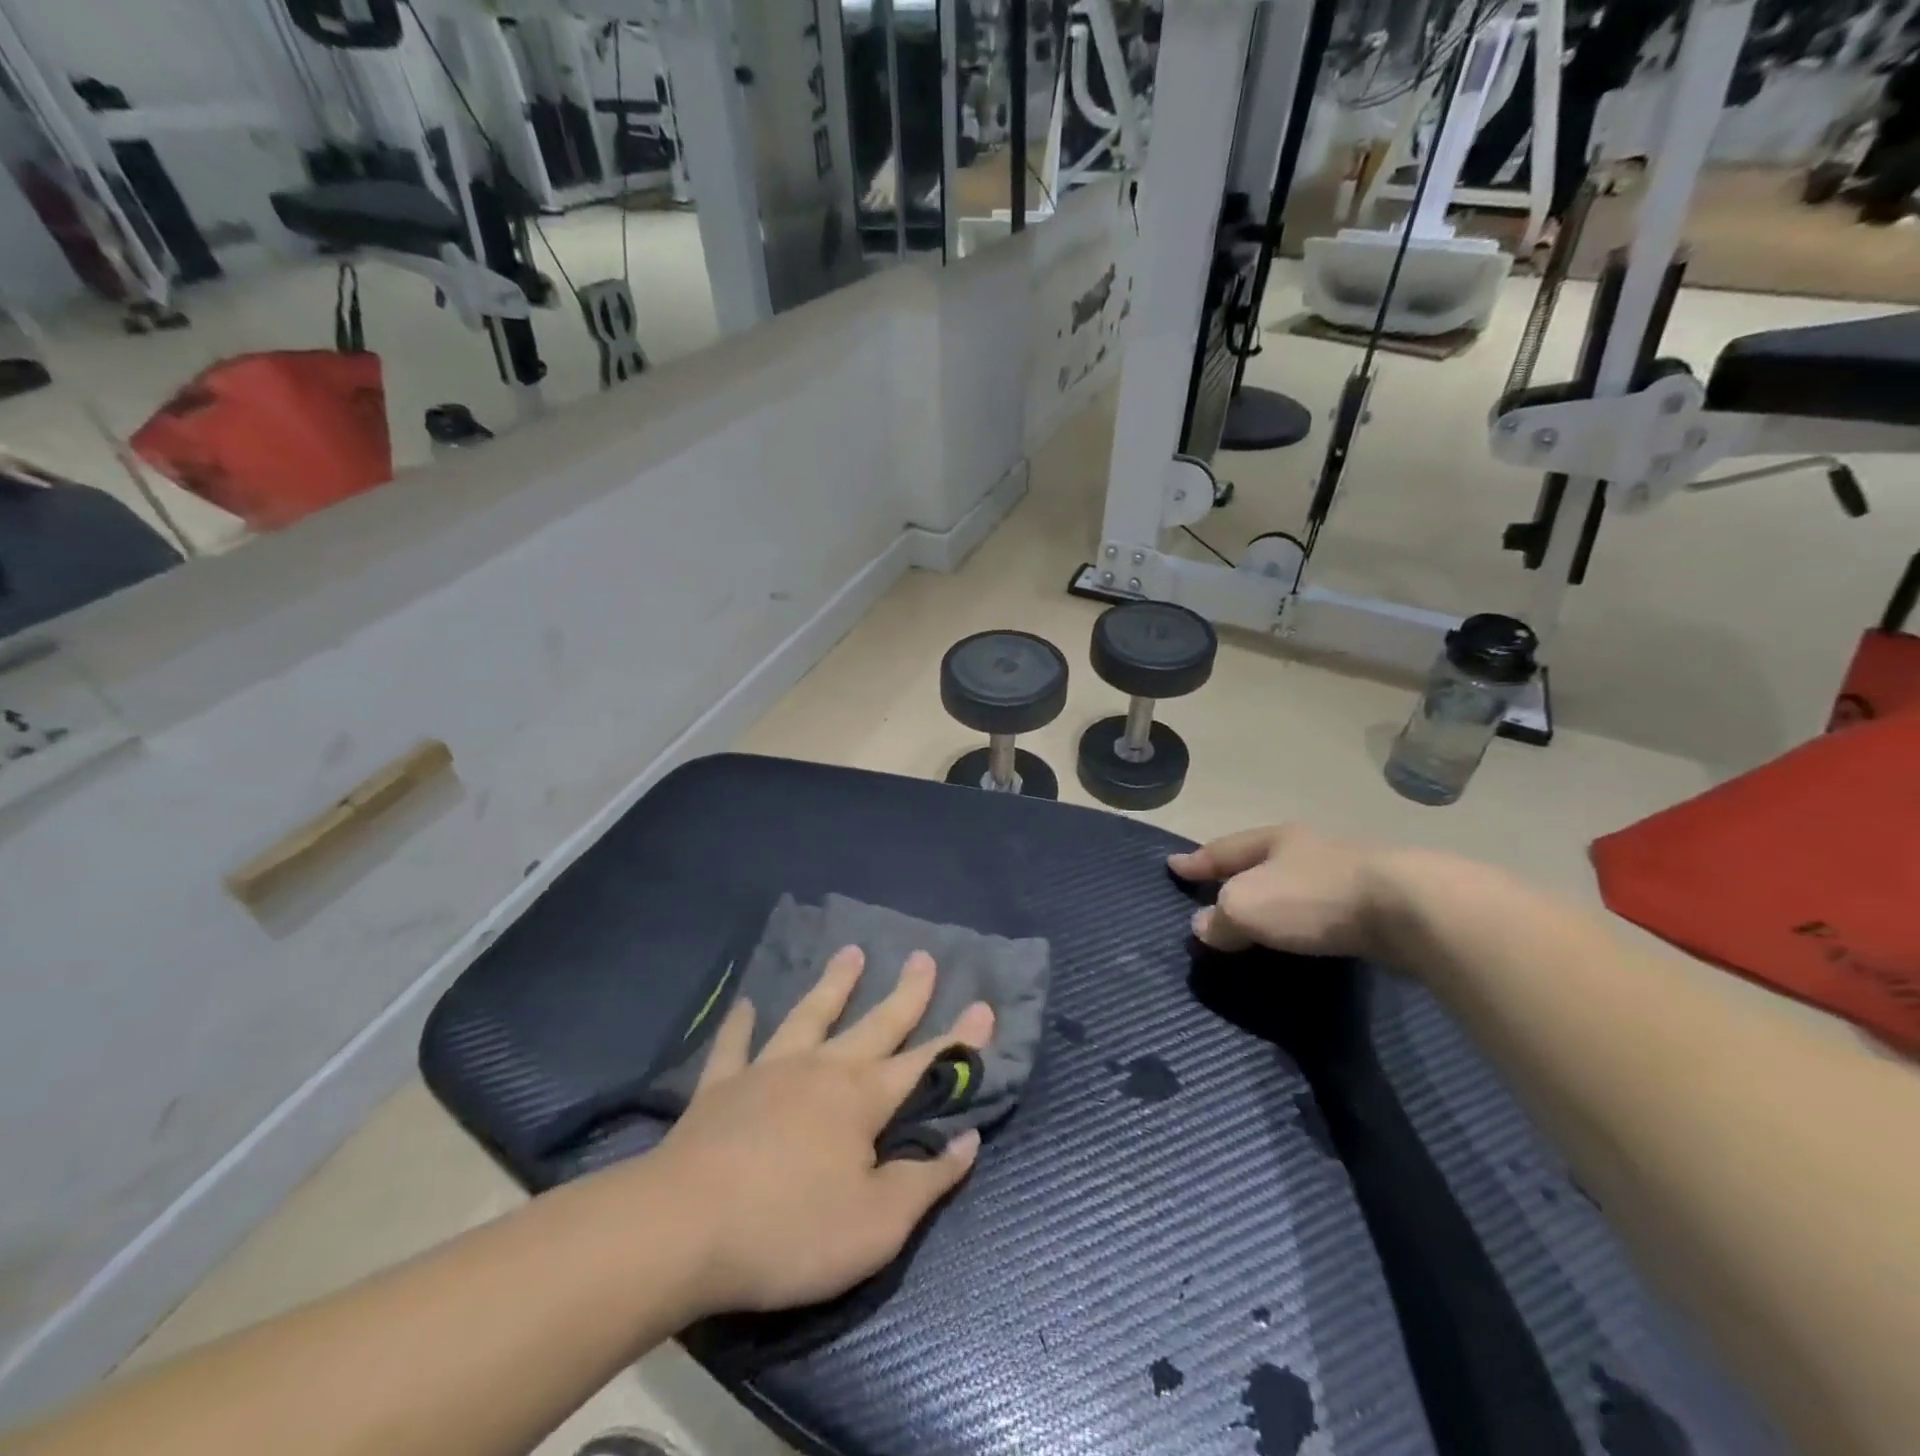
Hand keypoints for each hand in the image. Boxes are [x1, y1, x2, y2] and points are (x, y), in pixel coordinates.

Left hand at [650, 948, 993, 1315]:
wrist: (682, 1229)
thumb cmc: (790, 1230)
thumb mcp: (876, 1225)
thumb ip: (926, 1180)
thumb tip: (968, 1140)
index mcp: (862, 1099)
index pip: (926, 1064)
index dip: (960, 1040)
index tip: (985, 1005)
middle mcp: (821, 1070)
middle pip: (874, 1024)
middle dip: (906, 993)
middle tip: (923, 956)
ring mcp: (768, 1071)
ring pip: (809, 1016)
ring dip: (833, 984)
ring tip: (850, 953)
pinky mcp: (721, 1088)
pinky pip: (734, 1046)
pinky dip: (741, 1025)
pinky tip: (745, 1005)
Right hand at [1169, 824, 1388, 958]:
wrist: (1411, 909)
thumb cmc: (1313, 897)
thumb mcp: (1247, 907)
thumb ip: (1220, 918)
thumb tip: (1204, 926)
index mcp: (1274, 840)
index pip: (1222, 849)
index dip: (1196, 861)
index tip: (1172, 866)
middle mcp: (1309, 849)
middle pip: (1261, 861)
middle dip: (1237, 875)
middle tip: (1213, 891)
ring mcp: (1348, 873)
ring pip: (1296, 884)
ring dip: (1274, 898)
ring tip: (1257, 917)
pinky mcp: (1378, 903)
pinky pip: (1323, 910)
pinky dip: (1304, 920)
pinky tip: (1303, 934)